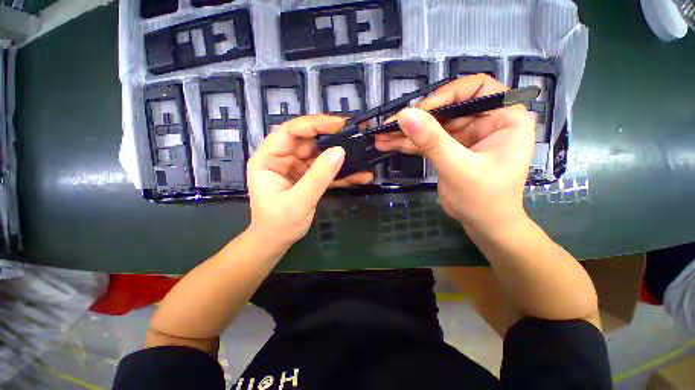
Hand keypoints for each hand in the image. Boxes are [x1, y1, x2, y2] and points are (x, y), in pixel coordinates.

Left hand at [247, 115, 372, 246]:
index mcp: (268, 159)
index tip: (339, 123)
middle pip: (308, 141)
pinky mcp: (308, 177)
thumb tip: (339, 151)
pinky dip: (341, 173)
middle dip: (332, 138)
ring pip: (320, 155)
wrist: (277, 242)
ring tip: (362, 153)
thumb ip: (318, 177)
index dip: (314, 124)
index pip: (290, 132)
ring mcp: (296, 168)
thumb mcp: (298, 202)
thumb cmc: (279, 224)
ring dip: (340, 156)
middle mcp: (282, 159)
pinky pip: (325, 170)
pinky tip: (360, 175)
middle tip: (355, 135)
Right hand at [375, 75, 534, 230]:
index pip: (475, 89)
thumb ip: (432, 140)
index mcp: (505, 117)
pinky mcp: (451, 148)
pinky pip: (428, 140)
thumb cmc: (483, 199)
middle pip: (447, 108)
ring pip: (433, 126)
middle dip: (416, 118)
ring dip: (407, 132)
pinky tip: (388, 144)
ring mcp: (466, 135)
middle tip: (389, 125)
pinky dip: (409, 143)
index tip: (419, 111)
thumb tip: (404, 115)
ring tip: (381, 136)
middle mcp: (486, 120)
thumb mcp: (457, 168)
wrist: (483, 224)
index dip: (445, 95)